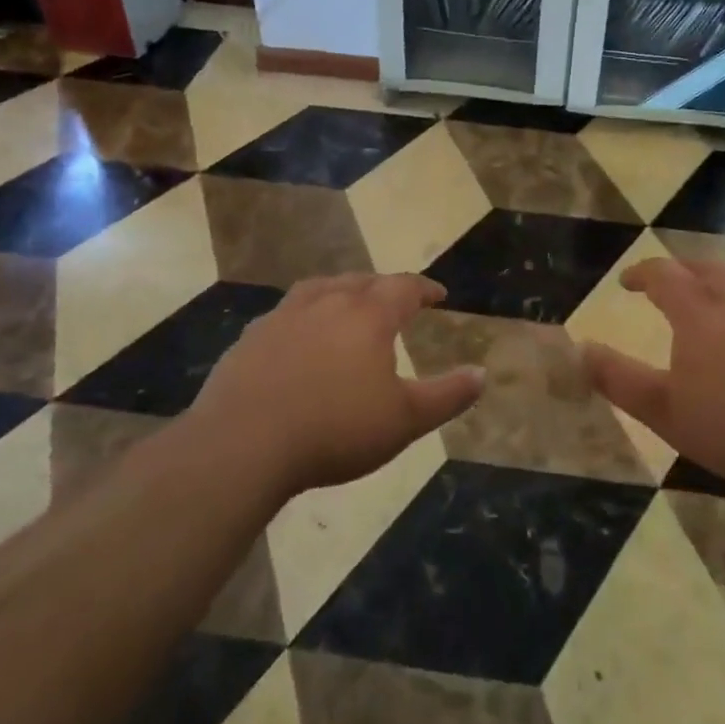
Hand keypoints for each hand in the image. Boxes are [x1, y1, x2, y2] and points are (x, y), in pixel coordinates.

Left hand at [192, 274, 484, 499]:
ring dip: (342, 290)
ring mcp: (284, 315)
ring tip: (348, 303)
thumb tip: (482, 373)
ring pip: (321, 288)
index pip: (404, 287)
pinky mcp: (252, 336)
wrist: (242, 443)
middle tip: (395, 299)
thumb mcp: (404, 420)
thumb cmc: (334, 429)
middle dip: (384, 287)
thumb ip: (447, 396)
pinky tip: (298, 335)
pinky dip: (304, 315)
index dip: (424, 288)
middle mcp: (327, 302)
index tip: (438, 294)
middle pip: (362, 281)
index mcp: (368, 315)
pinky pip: (286, 313)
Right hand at [583, 258, 724, 495]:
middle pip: (704, 267)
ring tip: (715, 286)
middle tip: (669, 284)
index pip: (662, 274)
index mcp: (699, 312)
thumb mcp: (666, 413)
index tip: (626, 282)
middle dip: (680, 270)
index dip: (641, 273)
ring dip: (722, 273)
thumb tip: (580, 349)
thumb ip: (619, 379)